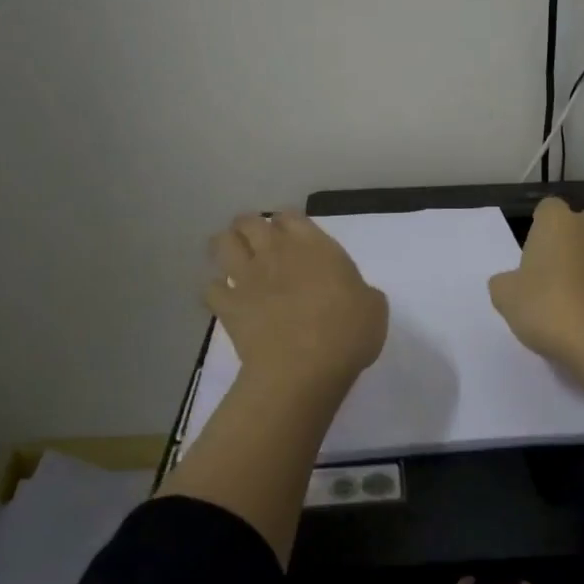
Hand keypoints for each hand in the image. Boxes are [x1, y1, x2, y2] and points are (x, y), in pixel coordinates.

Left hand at [206, 211, 388, 395]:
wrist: (303, 367)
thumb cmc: (347, 333)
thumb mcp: (373, 308)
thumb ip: (360, 292)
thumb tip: (355, 294)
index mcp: (314, 246)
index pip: (290, 216)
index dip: (287, 222)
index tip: (291, 234)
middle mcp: (276, 252)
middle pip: (250, 222)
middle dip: (249, 226)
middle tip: (256, 239)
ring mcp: (247, 278)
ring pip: (223, 244)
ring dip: (226, 246)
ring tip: (232, 257)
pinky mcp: (228, 306)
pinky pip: (210, 289)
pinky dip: (215, 290)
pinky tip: (224, 298)